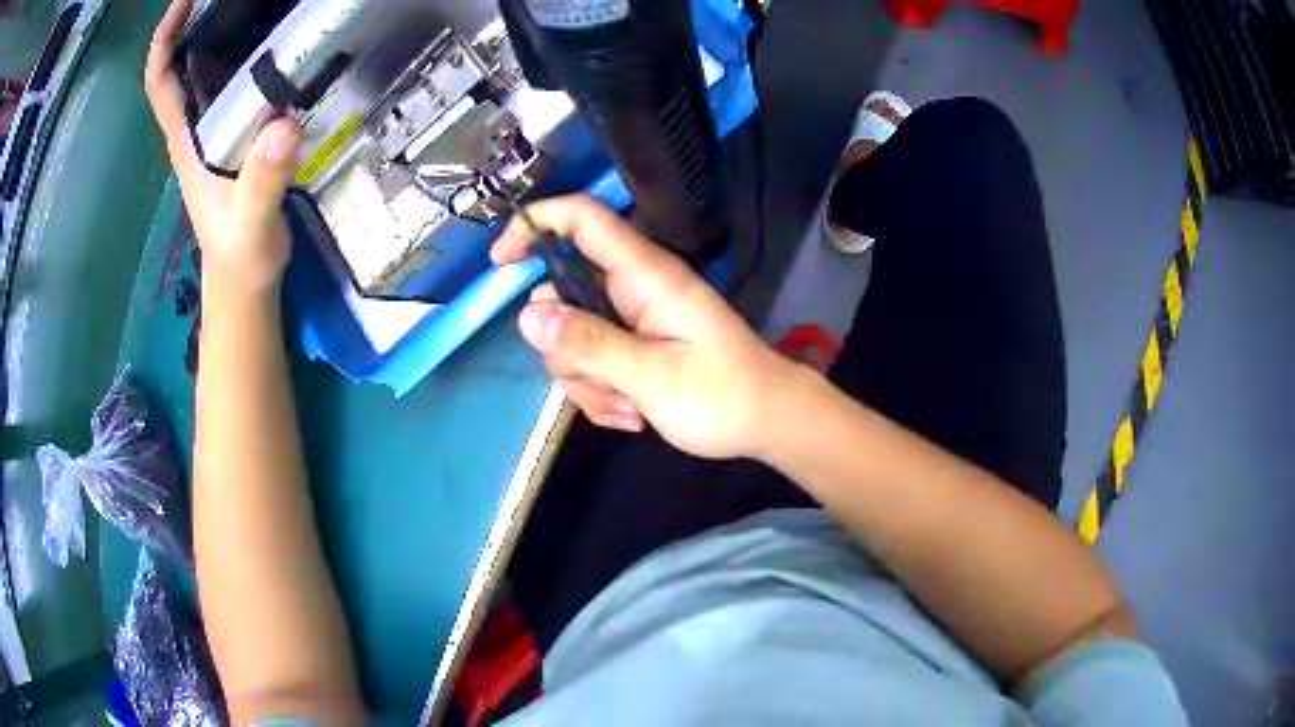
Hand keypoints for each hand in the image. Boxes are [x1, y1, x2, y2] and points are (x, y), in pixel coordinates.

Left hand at [144, 0, 301, 296]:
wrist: (245, 280)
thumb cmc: (241, 256)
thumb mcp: (252, 224)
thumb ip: (263, 182)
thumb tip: (284, 125)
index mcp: (187, 140)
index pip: (161, 82)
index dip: (165, 39)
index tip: (186, 0)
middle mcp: (195, 127)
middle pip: (183, 64)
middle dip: (197, 21)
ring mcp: (215, 131)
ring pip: (207, 70)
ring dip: (222, 32)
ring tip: (258, 2)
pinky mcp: (238, 135)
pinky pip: (236, 84)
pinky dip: (248, 55)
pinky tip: (277, 42)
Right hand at [491, 196, 803, 460]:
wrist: (767, 423)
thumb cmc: (725, 396)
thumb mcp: (654, 377)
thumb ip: (591, 344)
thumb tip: (527, 314)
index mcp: (645, 275)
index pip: (583, 219)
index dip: (535, 224)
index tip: (502, 263)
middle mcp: (632, 289)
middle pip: (562, 297)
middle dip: (567, 349)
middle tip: (607, 384)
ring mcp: (631, 320)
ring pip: (571, 339)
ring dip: (588, 382)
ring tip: (633, 408)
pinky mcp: (633, 347)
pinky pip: (590, 363)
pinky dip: (601, 393)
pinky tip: (634, 414)